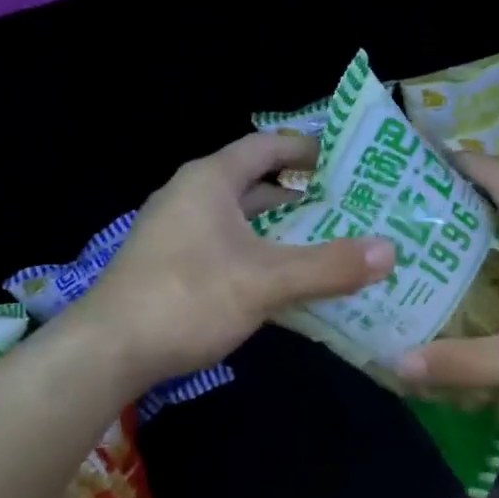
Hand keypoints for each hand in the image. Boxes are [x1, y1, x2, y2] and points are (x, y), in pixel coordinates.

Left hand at [74, 133, 394, 388]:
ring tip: (331, 244)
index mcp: (210, 180)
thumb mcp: (265, 281)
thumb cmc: (187, 298)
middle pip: (256, 185)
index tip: (347, 160)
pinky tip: (289, 283)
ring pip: (243, 223)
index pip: (266, 146)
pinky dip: (260, 258)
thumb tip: (390, 250)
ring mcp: (178, 234)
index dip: (306, 148)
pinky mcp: (172, 267)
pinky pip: (228, 250)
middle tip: (352, 208)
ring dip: (282, 232)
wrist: (108, 351)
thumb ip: (328, 266)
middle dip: (302, 197)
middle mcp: (191, 197)